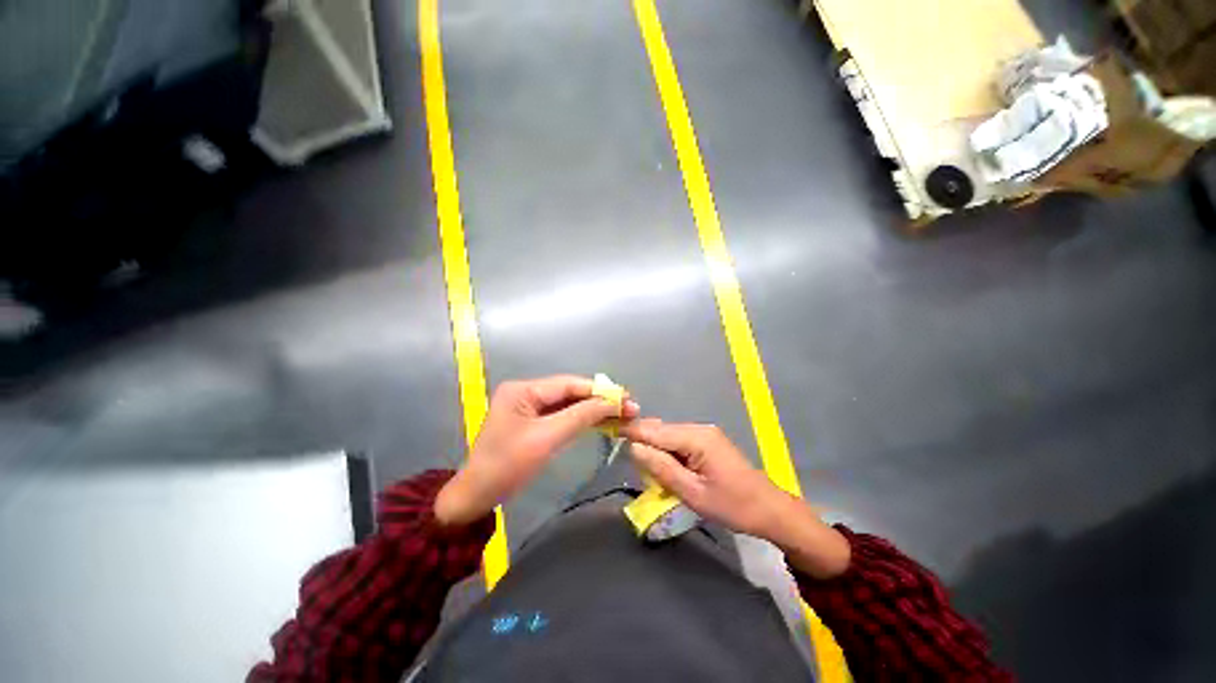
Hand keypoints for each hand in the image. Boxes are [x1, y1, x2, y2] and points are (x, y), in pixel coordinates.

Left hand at [435, 375, 638, 525]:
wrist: (476, 497)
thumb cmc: (507, 466)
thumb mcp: (546, 439)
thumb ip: (580, 416)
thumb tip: (612, 402)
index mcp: (523, 390)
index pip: (568, 384)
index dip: (598, 390)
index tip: (626, 396)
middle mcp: (526, 393)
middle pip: (569, 392)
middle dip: (599, 400)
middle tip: (629, 406)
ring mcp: (528, 407)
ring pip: (567, 404)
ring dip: (593, 409)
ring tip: (621, 413)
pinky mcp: (532, 422)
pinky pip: (561, 416)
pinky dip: (581, 419)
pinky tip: (600, 421)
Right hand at [620, 419, 849, 578]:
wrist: (770, 509)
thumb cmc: (733, 506)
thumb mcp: (693, 493)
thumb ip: (661, 468)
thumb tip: (634, 448)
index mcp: (696, 438)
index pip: (655, 431)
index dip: (632, 432)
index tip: (609, 431)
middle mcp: (699, 429)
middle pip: (661, 430)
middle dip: (642, 441)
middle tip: (624, 457)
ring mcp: (705, 433)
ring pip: (669, 435)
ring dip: (654, 448)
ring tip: (642, 466)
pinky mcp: (708, 441)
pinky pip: (679, 441)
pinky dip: (667, 451)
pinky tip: (663, 466)